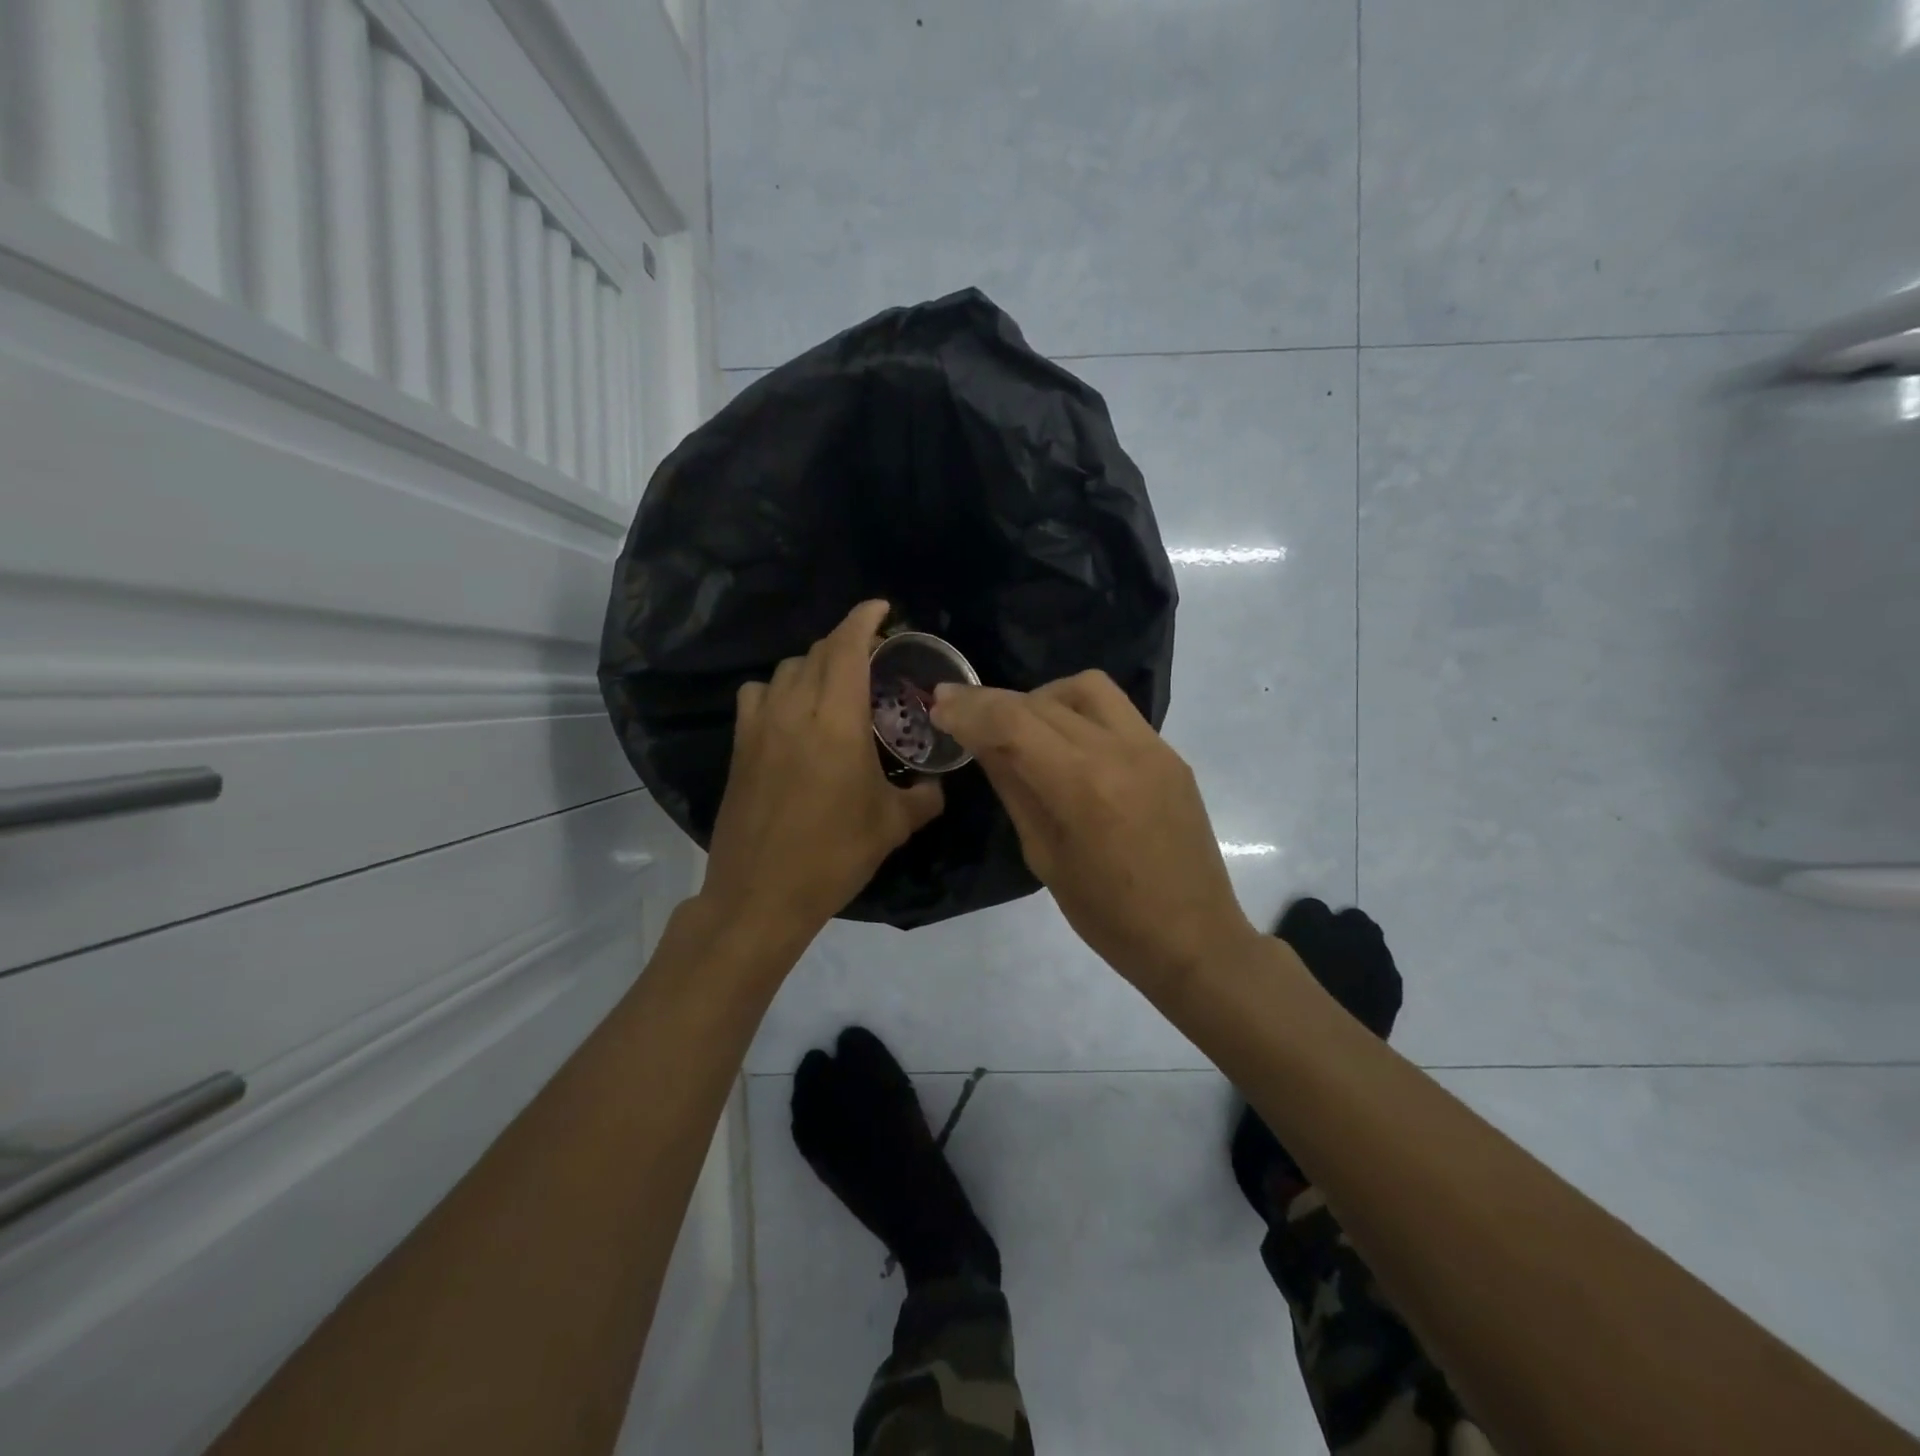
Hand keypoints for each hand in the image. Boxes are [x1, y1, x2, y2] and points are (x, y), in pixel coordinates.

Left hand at [699, 601, 944, 942]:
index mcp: (837, 721)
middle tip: (874, 657)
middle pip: (818, 652)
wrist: (761, 893)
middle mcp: (795, 710)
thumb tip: (936, 785)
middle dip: (847, 643)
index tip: (882, 608)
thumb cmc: (834, 855)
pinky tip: (792, 713)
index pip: (847, 648)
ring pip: (786, 670)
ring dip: (815, 666)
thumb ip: (923, 797)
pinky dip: (779, 689)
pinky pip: (758, 695)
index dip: (864, 618)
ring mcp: (760, 726)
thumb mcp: (893, 826)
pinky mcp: (740, 746)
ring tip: (836, 686)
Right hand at [930, 671, 1262, 996]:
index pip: (1013, 722)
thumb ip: (1014, 788)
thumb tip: (983, 743)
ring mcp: (1153, 747)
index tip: (939, 706)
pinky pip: (1116, 712)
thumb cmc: (1108, 917)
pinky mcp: (1170, 754)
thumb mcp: (1044, 856)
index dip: (969, 709)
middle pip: (1042, 700)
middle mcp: (1120, 750)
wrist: (1193, 937)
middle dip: (994, 702)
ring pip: (1086, 689)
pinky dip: (1078, 714)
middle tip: (962, 712)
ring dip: (1042, 697)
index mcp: (1083, 785)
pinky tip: (1066, 745)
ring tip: (1021, 726)